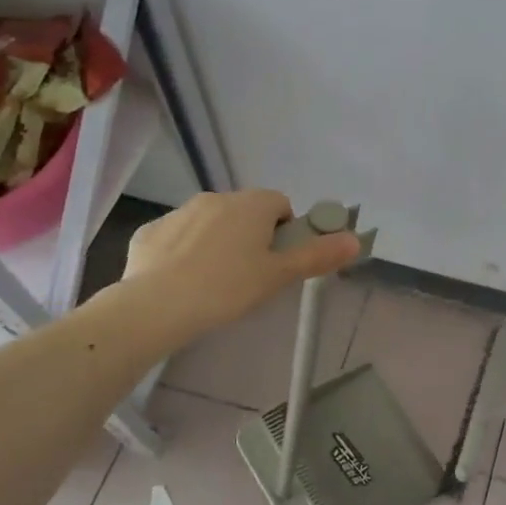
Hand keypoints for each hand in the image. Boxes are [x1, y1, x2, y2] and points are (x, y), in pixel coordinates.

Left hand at [118, 190, 359, 338]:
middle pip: (246, 212)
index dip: (286, 232)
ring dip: (220, 243)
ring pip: (211, 223)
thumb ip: (317, 256)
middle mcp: (216, 198)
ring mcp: (179, 213)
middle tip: (252, 276)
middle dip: (253, 237)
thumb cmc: (227, 289)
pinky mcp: (150, 232)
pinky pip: (178, 238)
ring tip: (216, 284)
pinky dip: (186, 253)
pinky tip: (184, 283)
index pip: (281, 205)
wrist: (156, 306)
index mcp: (251, 205)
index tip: (279, 262)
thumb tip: (355, 239)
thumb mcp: (279, 276)